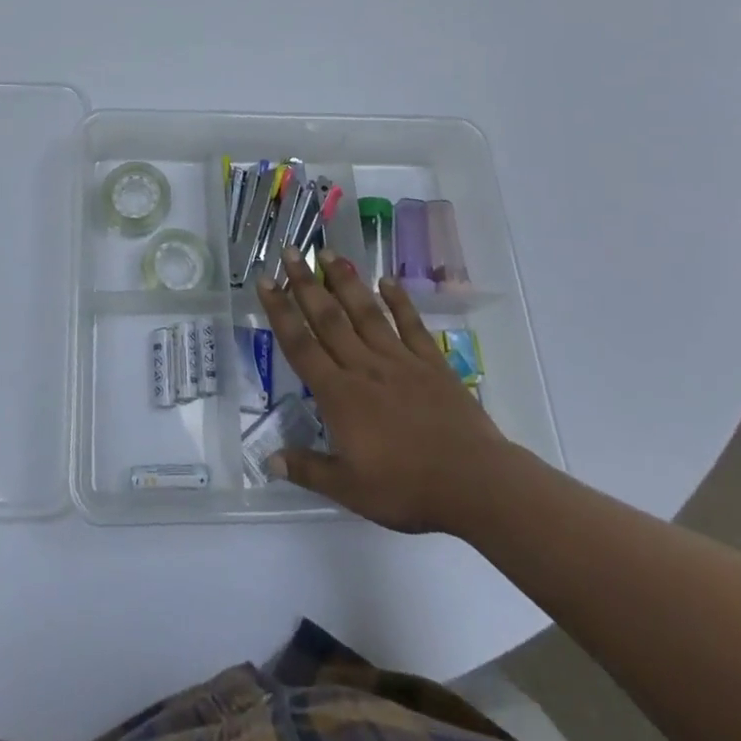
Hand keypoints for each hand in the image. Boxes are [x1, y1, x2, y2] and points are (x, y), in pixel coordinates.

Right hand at [256, 247, 508, 534]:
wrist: (475, 483)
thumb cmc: (407, 489)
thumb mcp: (349, 490)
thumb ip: (308, 470)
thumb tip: (268, 459)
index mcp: (339, 395)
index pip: (300, 346)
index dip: (280, 312)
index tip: (266, 281)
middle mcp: (364, 367)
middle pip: (329, 318)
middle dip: (306, 284)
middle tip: (291, 251)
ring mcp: (400, 361)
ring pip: (366, 313)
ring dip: (346, 281)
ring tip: (329, 253)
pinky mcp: (432, 364)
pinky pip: (412, 325)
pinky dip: (399, 301)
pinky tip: (388, 280)